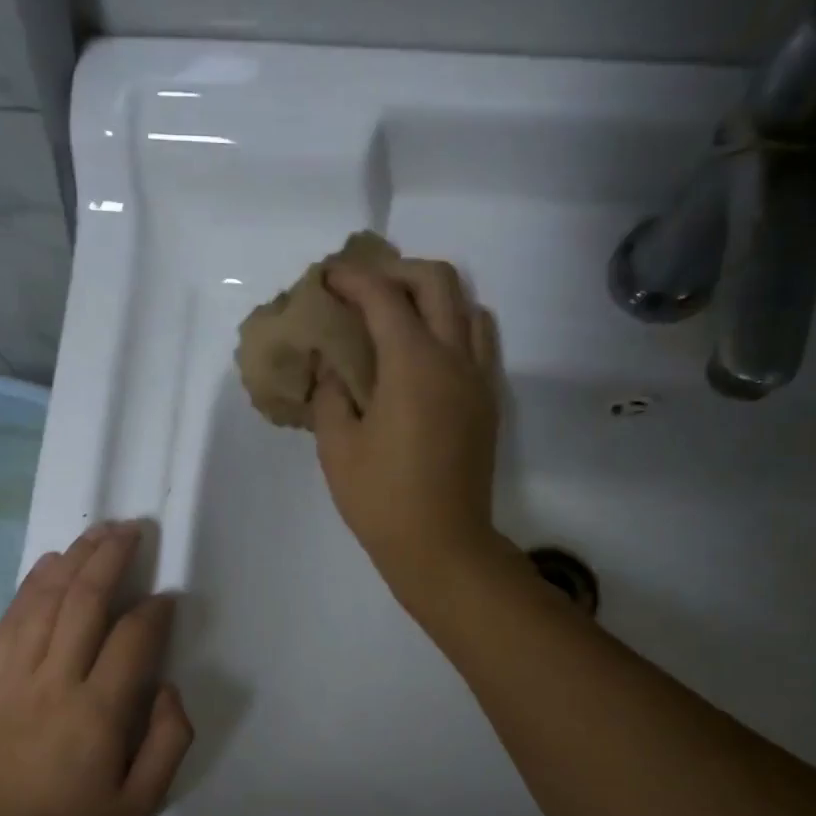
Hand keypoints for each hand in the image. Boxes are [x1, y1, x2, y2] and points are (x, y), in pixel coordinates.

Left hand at [0, 522, 193, 815]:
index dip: (155, 611)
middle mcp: (55, 682)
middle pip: (85, 601)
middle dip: (112, 558)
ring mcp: (12, 677)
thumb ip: (169, 740)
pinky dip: (31, 585)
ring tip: (98, 533)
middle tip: (134, 529)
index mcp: (99, 713)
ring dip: (74, 560)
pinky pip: (10, 620)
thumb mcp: (142, 802)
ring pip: (45, 600)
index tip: (168, 598)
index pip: (133, 639)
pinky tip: (49, 563)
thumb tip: (167, 685)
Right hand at [312, 258, 503, 603]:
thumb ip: (330, 394)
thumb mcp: (337, 447)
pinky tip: (426, 350)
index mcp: (412, 364)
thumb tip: (334, 366)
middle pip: (437, 282)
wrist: (442, 544)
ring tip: (399, 314)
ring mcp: (478, 378)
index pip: (383, 297)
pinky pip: (479, 340)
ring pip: (467, 306)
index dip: (352, 279)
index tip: (328, 278)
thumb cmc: (381, 499)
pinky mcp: (488, 402)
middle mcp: (454, 357)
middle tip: (364, 288)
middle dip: (397, 271)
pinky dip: (454, 325)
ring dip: (432, 295)